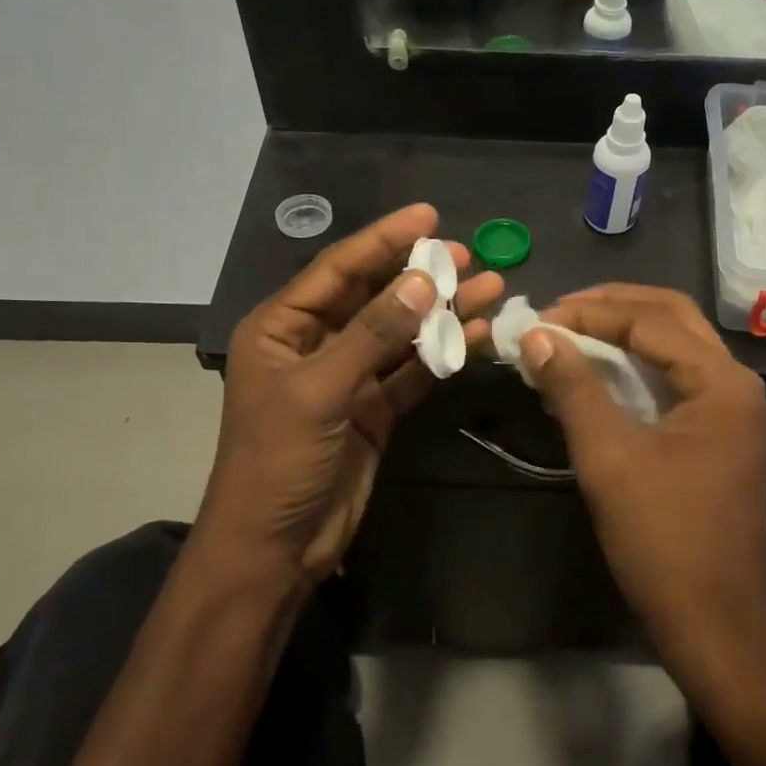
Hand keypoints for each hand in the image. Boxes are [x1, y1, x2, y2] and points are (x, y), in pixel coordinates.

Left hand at [197, 203, 504, 585]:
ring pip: (400, 332)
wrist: (275, 549)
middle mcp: (315, 344)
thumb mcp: (319, 391)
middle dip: (420, 274)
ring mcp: (348, 377)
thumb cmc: (278, 462)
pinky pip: (413, 371)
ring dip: (442, 312)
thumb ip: (372, 335)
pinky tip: (478, 336)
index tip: (429, 215)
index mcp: (282, 327)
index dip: (383, 239)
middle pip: (374, 296)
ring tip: (490, 288)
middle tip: (469, 255)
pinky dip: (443, 354)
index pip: (339, 269)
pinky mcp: (374, 410)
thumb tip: (423, 281)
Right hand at [522, 285, 765, 658]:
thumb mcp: (609, 457)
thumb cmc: (662, 538)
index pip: (649, 321)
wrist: (713, 622)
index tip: (537, 320)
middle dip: (612, 307)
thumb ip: (574, 387)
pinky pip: (674, 378)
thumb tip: (537, 334)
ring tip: (568, 335)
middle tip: (557, 313)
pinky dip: (634, 366)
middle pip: (671, 317)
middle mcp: (735, 382)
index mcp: (721, 381)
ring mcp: (731, 409)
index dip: (589, 314)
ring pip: (674, 345)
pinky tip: (595, 374)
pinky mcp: (717, 433)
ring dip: (623, 333)